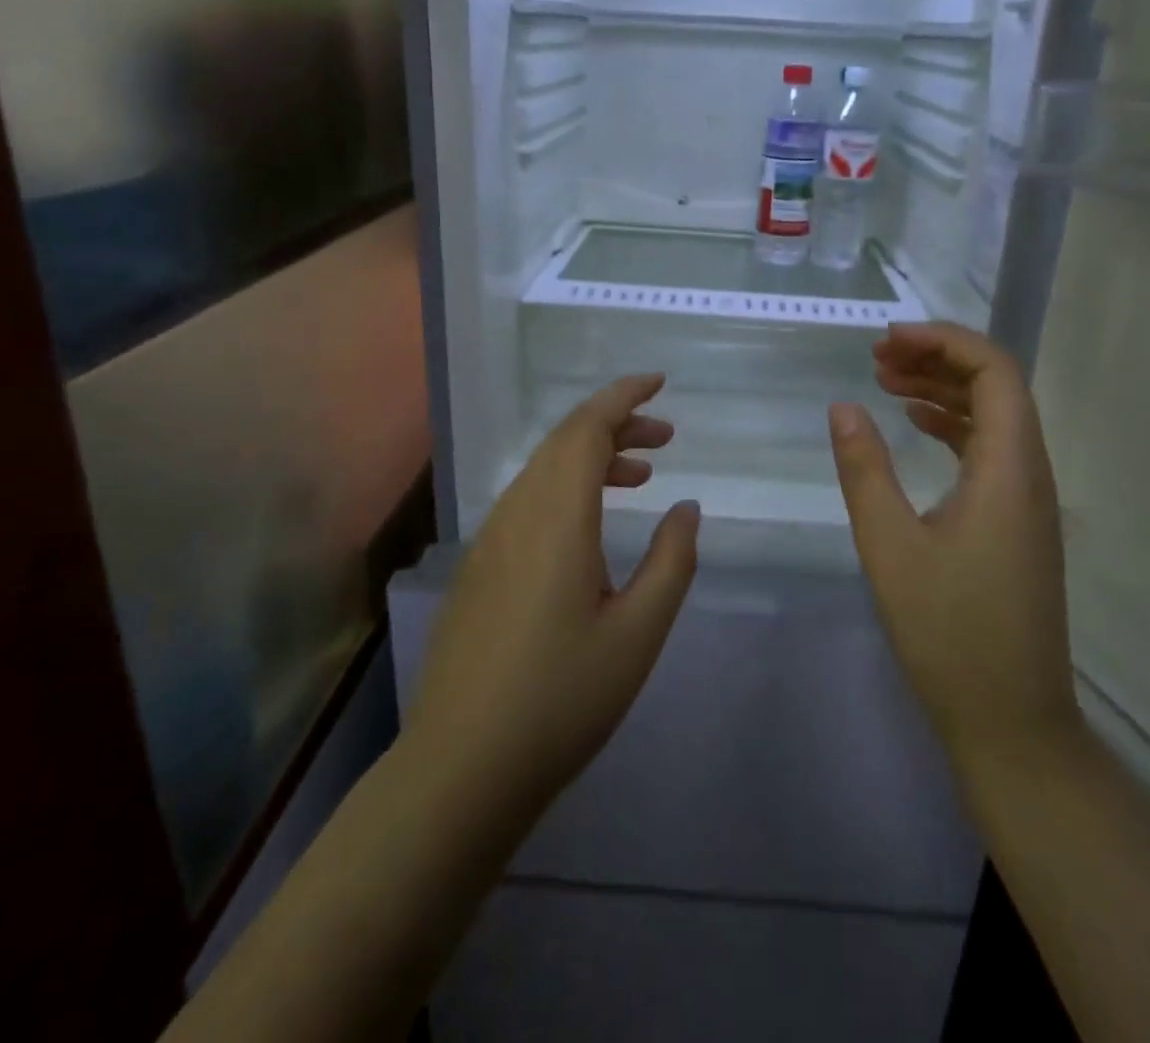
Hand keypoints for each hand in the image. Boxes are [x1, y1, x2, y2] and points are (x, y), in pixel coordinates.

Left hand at [406, 375, 699, 815]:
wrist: (462, 766)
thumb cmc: (562, 699)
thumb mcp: (638, 633)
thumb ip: (671, 561)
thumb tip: (686, 508)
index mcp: (556, 518)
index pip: (587, 429)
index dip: (623, 397)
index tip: (659, 383)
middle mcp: (517, 514)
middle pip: (564, 441)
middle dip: (616, 424)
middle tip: (666, 438)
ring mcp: (491, 539)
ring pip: (544, 470)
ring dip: (592, 457)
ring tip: (640, 475)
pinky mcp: (480, 566)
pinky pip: (528, 499)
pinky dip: (567, 488)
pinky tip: (591, 524)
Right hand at [828, 323, 1081, 785]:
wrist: (1010, 721)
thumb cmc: (948, 632)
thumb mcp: (890, 546)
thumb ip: (864, 469)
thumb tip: (843, 406)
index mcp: (1009, 469)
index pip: (994, 371)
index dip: (943, 342)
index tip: (888, 340)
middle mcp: (1030, 473)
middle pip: (997, 386)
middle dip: (937, 359)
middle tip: (877, 357)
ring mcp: (1028, 499)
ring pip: (994, 418)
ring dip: (943, 391)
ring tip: (885, 382)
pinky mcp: (1017, 522)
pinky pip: (990, 450)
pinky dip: (952, 426)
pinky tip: (915, 427)